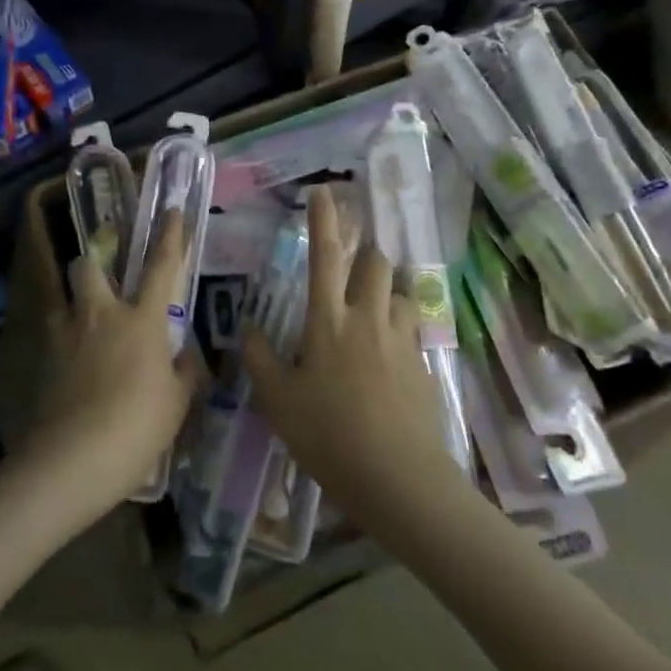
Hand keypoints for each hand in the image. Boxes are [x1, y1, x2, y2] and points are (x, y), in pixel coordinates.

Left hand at [25, 210, 202, 517]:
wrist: (73, 459)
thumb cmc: (136, 428)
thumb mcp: (176, 404)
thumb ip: (183, 372)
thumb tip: (185, 356)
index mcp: (142, 321)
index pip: (161, 267)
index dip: (170, 236)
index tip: (171, 212)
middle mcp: (101, 315)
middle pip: (89, 265)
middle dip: (94, 263)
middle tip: (104, 283)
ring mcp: (66, 332)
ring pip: (64, 294)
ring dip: (74, 299)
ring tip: (83, 323)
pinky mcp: (42, 356)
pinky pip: (52, 331)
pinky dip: (61, 337)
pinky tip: (69, 362)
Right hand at [242, 188, 466, 537]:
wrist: (399, 479)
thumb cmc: (329, 436)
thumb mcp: (278, 402)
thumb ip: (260, 359)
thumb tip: (247, 328)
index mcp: (328, 321)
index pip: (324, 256)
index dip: (323, 220)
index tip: (324, 191)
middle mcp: (368, 318)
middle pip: (376, 262)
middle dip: (365, 254)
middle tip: (350, 270)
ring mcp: (400, 339)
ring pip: (398, 293)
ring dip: (384, 293)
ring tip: (370, 317)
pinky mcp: (423, 363)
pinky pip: (411, 329)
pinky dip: (398, 329)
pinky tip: (387, 359)